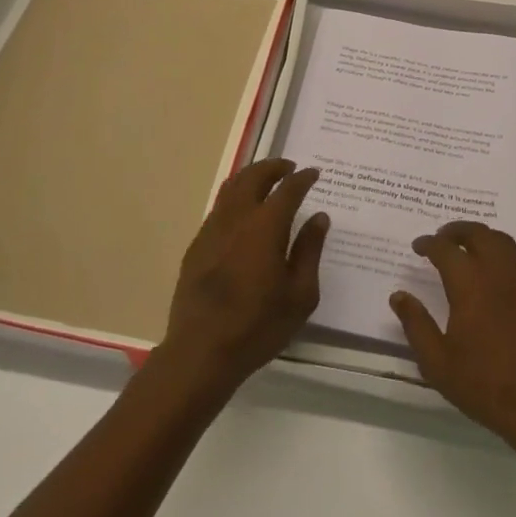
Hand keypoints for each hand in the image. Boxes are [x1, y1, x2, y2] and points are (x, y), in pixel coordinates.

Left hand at [153, 159, 328, 403]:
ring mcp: (212, 229)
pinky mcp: (196, 245)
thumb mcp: (300, 294)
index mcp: (266, 226)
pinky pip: (218, 208)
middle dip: (273, 166)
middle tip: (288, 167)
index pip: (287, 189)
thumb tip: (319, 217)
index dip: (302, 178)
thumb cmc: (258, 325)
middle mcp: (237, 218)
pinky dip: (234, 198)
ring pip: (231, 187)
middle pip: (254, 176)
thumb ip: (310, 250)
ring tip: (265, 180)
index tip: (313, 173)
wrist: (201, 350)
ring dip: (251, 176)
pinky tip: (242, 214)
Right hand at [391, 221, 515, 453]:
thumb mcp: (438, 362)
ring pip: (503, 242)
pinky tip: (496, 275)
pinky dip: (502, 256)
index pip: (445, 249)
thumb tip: (399, 296)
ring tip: (468, 248)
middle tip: (442, 237)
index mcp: (470, 283)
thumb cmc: (485, 384)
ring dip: (482, 237)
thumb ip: (416, 325)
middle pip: (478, 233)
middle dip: (457, 230)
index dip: (429, 244)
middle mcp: (499, 272)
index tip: (418, 246)